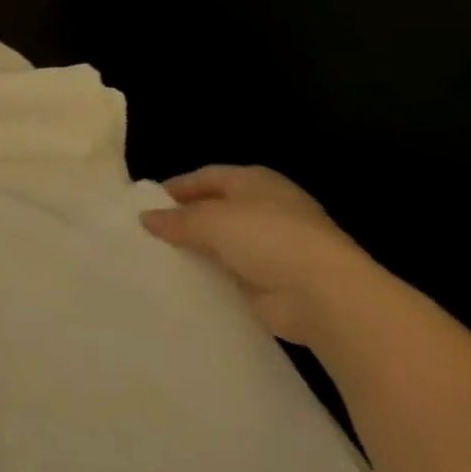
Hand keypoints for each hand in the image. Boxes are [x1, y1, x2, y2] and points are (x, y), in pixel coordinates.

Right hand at [139, 165, 392, 349]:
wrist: (325, 295)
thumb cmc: (268, 238)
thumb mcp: (211, 220)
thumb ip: (176, 219)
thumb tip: (145, 218)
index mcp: (256, 182)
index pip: (208, 176)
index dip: (178, 187)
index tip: (147, 203)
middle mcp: (266, 209)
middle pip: (215, 209)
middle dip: (184, 219)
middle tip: (148, 231)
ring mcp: (273, 246)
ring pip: (222, 243)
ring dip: (196, 249)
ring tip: (158, 257)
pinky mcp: (273, 281)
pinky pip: (231, 273)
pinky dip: (210, 276)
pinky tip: (184, 281)